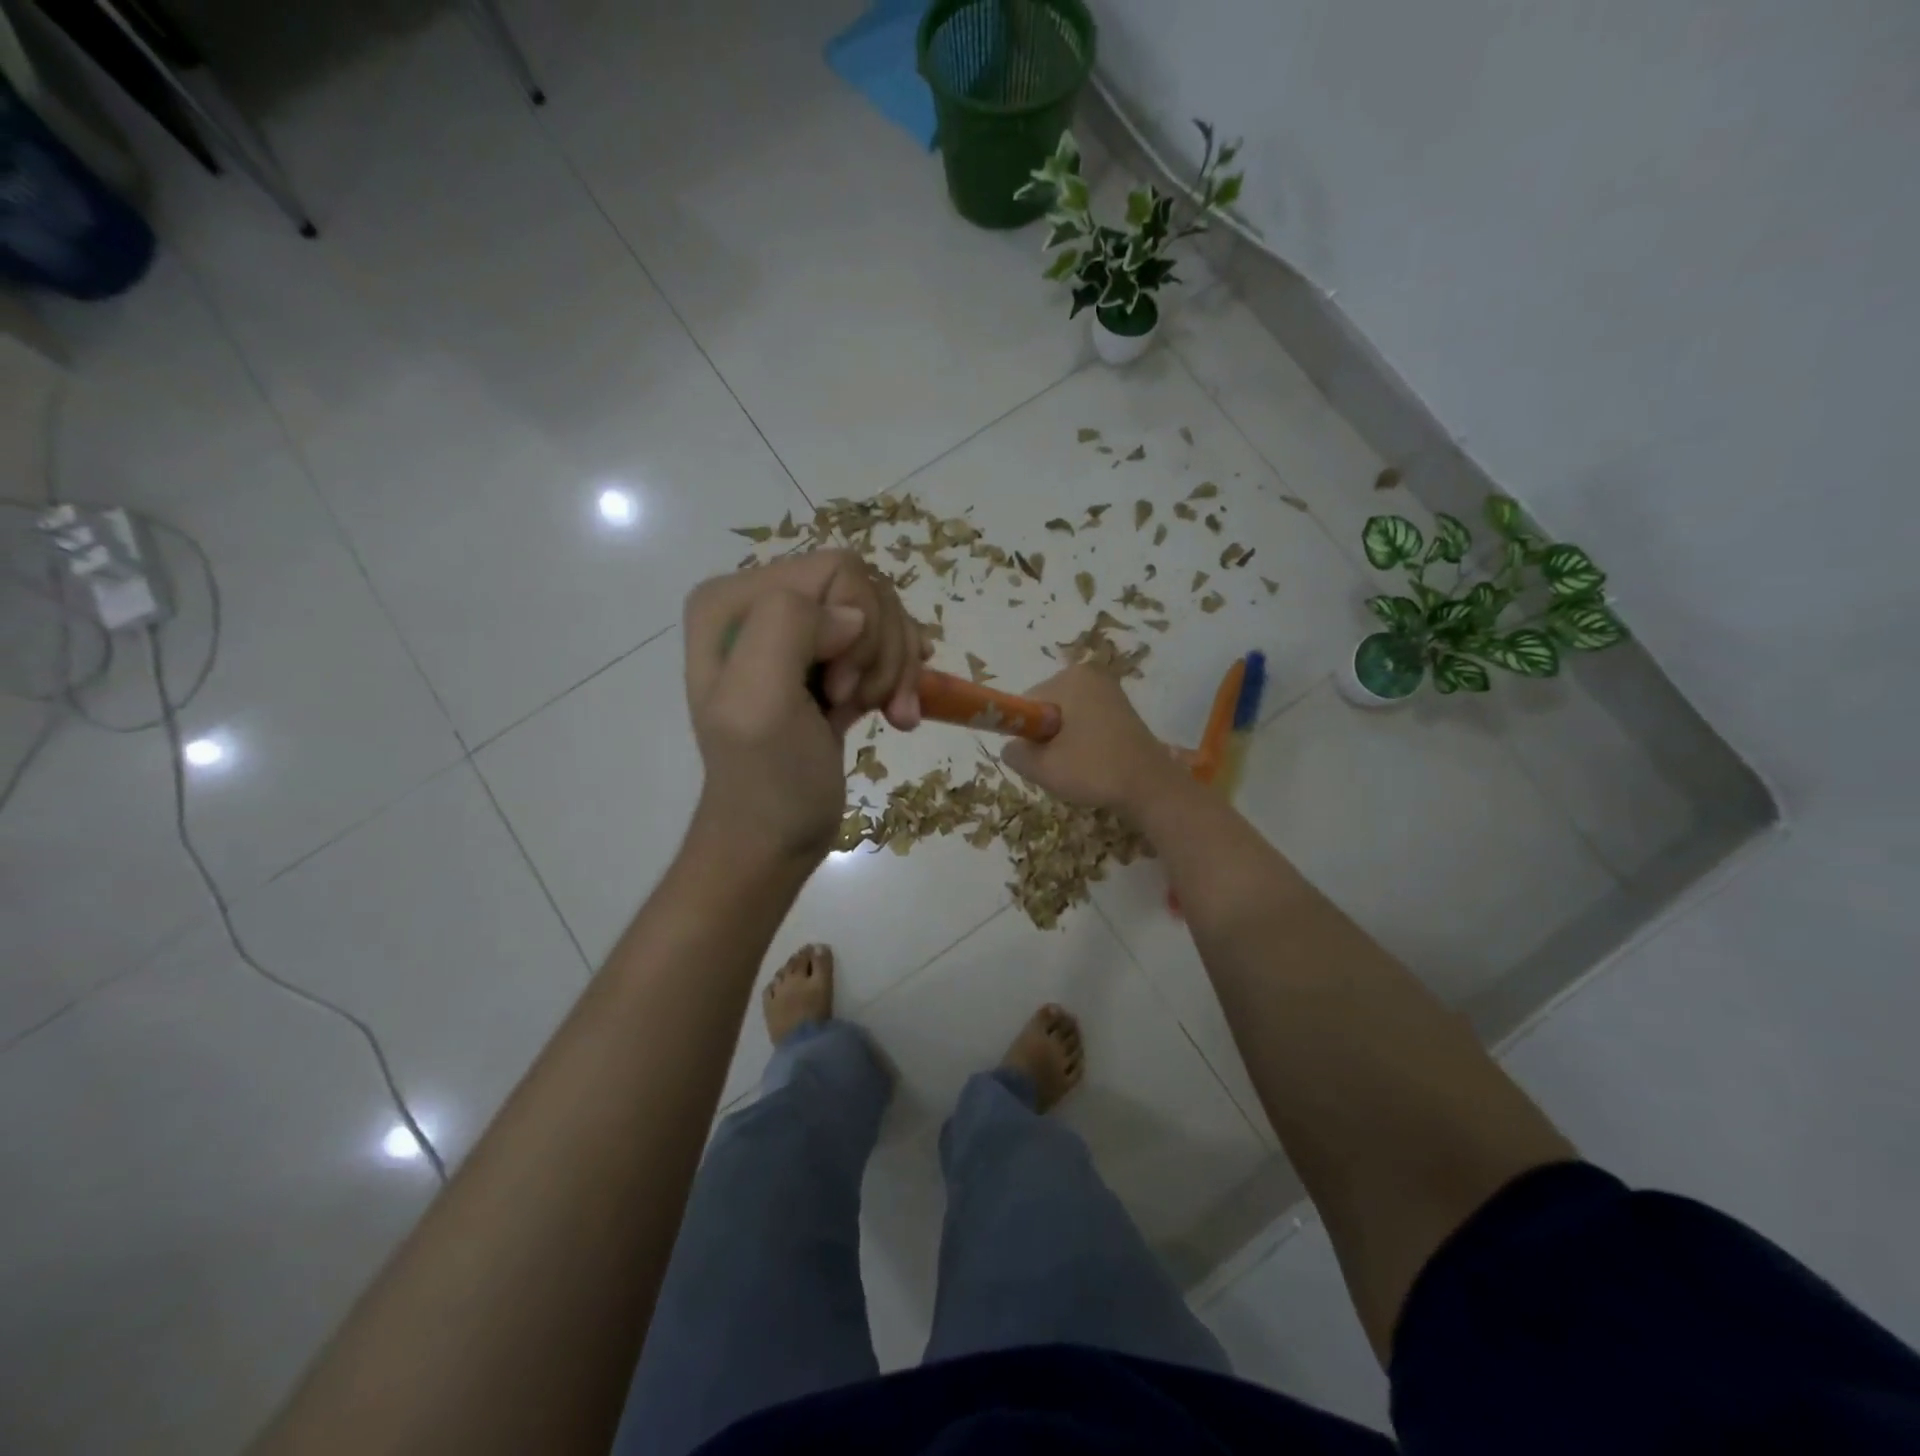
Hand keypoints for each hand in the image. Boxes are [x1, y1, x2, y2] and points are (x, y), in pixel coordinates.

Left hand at [683, 550, 926, 862]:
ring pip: (883, 617)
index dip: (859, 629)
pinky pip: (886, 643)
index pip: (837, 571)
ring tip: (885, 712)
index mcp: (733, 601)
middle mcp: (762, 604)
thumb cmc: (767, 781)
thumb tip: (852, 617)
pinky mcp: (828, 662)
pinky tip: (898, 713)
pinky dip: (900, 679)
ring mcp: (799, 634)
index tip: (841, 690)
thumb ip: (789, 627)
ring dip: (895, 670)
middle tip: (861, 702)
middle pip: (866, 590)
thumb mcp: (758, 702)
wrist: (774, 839)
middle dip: (881, 650)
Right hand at [1000, 667, 1189, 818]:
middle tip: (1060, 766)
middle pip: (1045, 709)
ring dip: (1063, 742)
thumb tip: (1011, 747)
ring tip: (1078, 767)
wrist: (1152, 788)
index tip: (1041, 758)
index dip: (1027, 735)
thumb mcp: (1042, 767)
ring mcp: (1109, 690)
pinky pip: (1085, 722)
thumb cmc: (1095, 771)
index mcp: (1070, 678)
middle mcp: (1090, 674)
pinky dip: (1081, 742)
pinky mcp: (1121, 709)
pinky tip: (1092, 763)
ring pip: (1065, 719)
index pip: (1026, 705)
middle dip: (1045, 738)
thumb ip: (1014, 753)